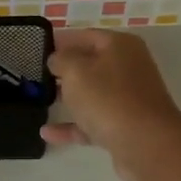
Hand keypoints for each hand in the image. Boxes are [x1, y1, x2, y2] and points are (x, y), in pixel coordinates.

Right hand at [42, 28, 180, 180]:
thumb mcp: (76, 71)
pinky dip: (72, 126)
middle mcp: (127, 68)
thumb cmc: (109, 98)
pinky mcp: (124, 127)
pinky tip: (47, 133)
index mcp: (120, 46)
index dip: (60, 40)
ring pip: (92, 95)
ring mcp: (127, 99)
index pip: (85, 36)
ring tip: (38, 101)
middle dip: (63, 70)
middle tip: (35, 76)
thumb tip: (57, 59)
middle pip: (90, 65)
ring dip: (67, 98)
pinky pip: (92, 122)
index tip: (35, 48)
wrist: (146, 144)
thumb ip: (61, 60)